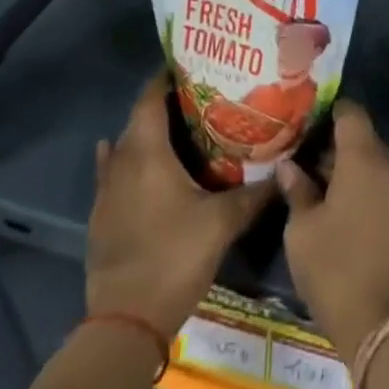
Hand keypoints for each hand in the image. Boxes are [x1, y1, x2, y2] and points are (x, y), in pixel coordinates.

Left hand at [86, 72, 273, 334]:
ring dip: (147, 135)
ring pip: (125, 147)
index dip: (167, 78)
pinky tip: (140, 164)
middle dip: (165, 105)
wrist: (126, 323)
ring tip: (180, 129)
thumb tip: (287, 169)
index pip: (150, 98)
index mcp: (147, 153)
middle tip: (201, 98)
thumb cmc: (175, 257)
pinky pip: (115, 174)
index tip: (193, 65)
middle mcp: (122, 162)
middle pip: (138, 120)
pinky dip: (129, 162)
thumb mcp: (223, 222)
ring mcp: (106, 191)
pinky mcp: (101, 217)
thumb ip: (256, 193)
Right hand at [276, 101, 388, 356]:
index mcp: (363, 158)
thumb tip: (289, 166)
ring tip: (307, 173)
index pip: (350, 112)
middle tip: (297, 148)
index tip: (302, 117)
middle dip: (331, 139)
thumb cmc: (335, 267)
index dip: (327, 109)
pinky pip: (377, 179)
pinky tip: (329, 196)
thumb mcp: (302, 229)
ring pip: (369, 158)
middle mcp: (386, 164)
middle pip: (360, 135)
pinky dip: (356, 180)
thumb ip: (297, 190)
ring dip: (343, 162)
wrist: (382, 322)